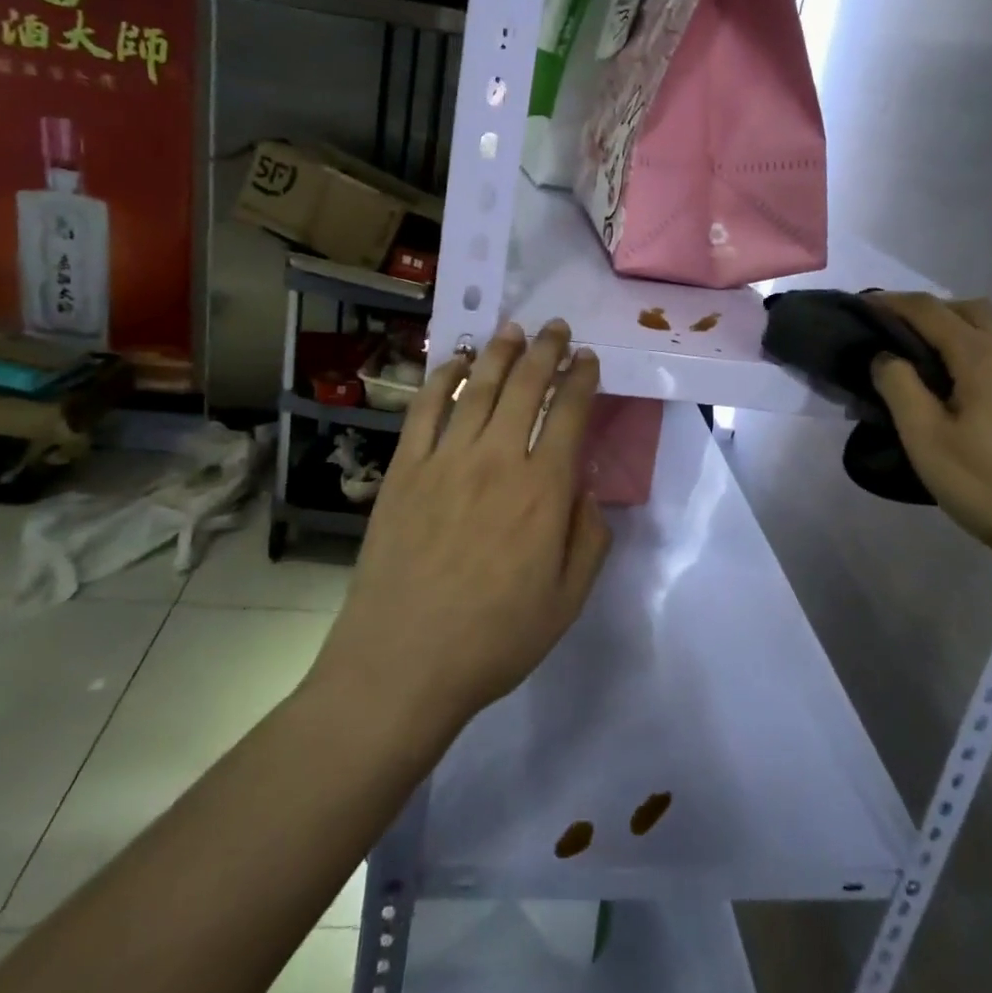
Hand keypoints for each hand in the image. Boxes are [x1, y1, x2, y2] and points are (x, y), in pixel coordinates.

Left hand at [312, 320, 612, 736]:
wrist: (402, 663)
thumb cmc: (494, 639)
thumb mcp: (567, 602)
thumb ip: (589, 539)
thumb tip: (586, 490)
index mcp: (544, 491)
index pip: (570, 414)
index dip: (582, 379)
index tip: (588, 360)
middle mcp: (498, 460)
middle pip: (526, 386)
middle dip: (547, 350)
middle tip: (558, 328)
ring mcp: (446, 459)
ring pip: (478, 387)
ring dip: (500, 352)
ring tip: (514, 329)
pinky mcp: (405, 469)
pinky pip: (425, 409)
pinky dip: (441, 378)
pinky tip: (454, 361)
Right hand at [870, 293, 991, 565]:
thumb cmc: (988, 485)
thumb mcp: (925, 438)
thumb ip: (898, 386)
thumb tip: (885, 355)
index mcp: (982, 354)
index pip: (928, 310)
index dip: (891, 302)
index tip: (861, 304)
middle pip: (969, 308)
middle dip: (929, 311)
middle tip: (897, 333)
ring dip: (961, 327)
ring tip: (933, 357)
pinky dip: (986, 348)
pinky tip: (976, 382)